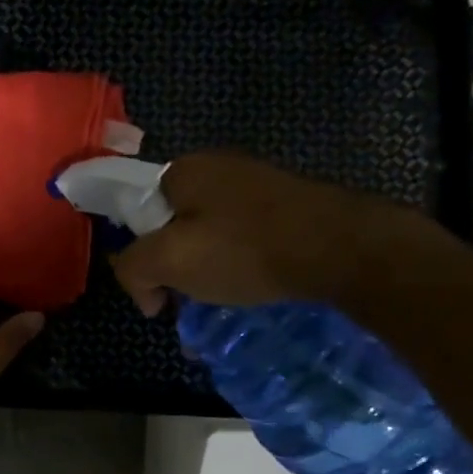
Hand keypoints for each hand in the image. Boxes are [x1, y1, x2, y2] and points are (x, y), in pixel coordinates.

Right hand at [109, 149, 413, 316]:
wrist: (339, 247)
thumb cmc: (244, 249)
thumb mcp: (169, 260)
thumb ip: (133, 268)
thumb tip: (142, 288)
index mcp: (183, 170)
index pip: (137, 214)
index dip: (138, 257)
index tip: (156, 294)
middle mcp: (217, 167)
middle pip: (173, 226)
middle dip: (172, 269)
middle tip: (185, 304)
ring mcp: (255, 184)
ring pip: (208, 236)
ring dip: (204, 274)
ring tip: (217, 305)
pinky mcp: (285, 204)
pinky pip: (242, 239)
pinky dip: (236, 267)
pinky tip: (248, 289)